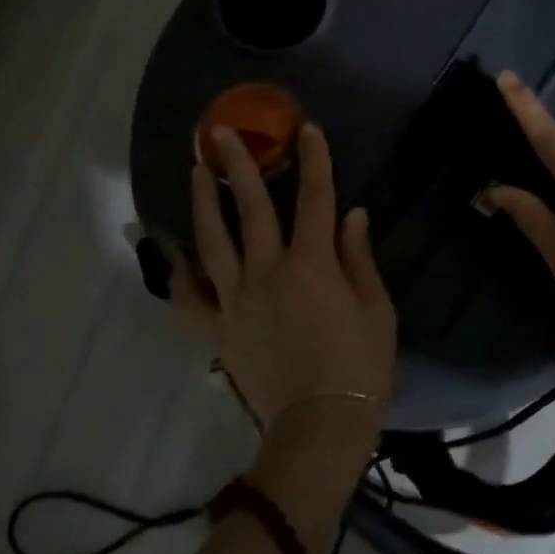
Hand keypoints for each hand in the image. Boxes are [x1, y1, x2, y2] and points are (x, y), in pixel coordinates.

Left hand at [173, 123, 396, 451]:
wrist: (320, 424)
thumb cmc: (360, 367)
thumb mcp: (376, 310)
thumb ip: (359, 258)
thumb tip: (352, 214)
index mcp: (312, 265)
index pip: (315, 199)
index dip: (314, 161)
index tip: (307, 129)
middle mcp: (267, 272)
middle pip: (251, 208)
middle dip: (239, 165)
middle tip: (220, 132)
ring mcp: (236, 300)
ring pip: (212, 241)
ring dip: (203, 202)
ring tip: (196, 172)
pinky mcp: (218, 330)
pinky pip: (189, 301)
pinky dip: (180, 280)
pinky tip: (178, 261)